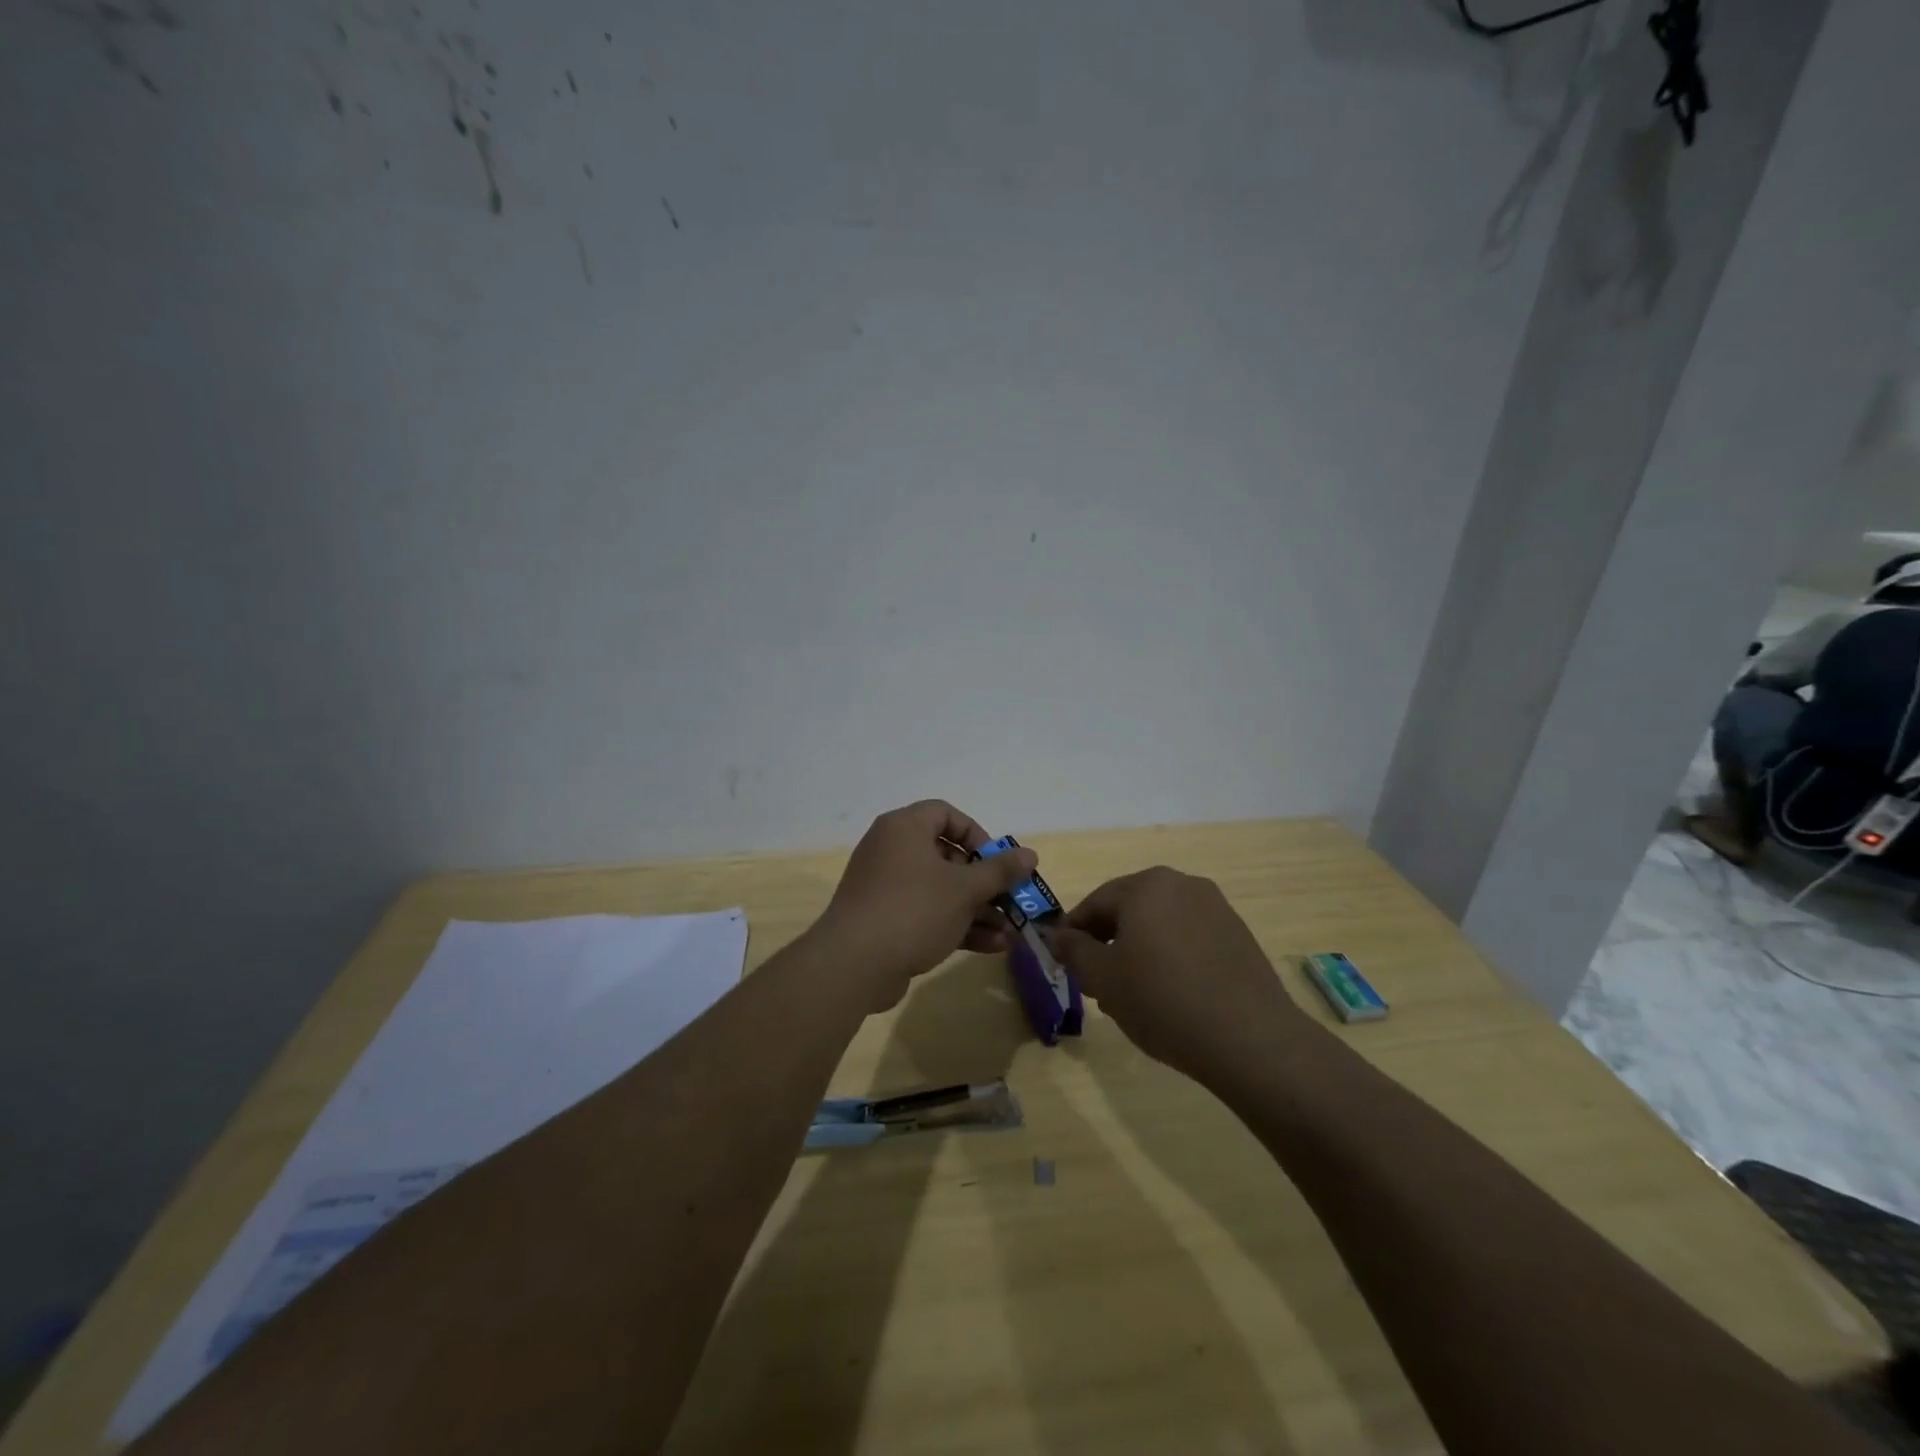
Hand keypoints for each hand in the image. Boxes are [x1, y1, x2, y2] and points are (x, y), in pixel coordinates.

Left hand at [814, 800, 1038, 1004]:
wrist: (853, 965)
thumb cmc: (913, 910)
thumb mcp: (964, 889)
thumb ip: (1000, 871)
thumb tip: (1030, 854)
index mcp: (904, 828)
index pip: (945, 814)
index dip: (977, 834)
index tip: (997, 862)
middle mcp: (892, 850)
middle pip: (947, 856)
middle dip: (984, 883)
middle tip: (1010, 901)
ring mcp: (886, 887)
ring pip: (940, 890)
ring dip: (977, 909)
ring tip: (1010, 932)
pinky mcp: (885, 919)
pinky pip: (927, 913)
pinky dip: (956, 925)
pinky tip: (991, 947)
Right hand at [1046, 867, 1310, 1083]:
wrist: (1250, 1039)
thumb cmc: (1163, 1000)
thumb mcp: (1103, 979)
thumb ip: (1073, 951)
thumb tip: (1054, 935)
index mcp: (1146, 886)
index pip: (1095, 902)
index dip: (1073, 932)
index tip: (1062, 961)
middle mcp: (1182, 884)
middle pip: (1129, 909)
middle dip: (1107, 942)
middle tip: (1095, 981)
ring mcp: (1215, 907)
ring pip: (1160, 923)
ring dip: (1139, 950)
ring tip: (1132, 993)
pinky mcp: (1238, 934)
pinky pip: (1189, 937)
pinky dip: (1171, 956)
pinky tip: (1169, 994)